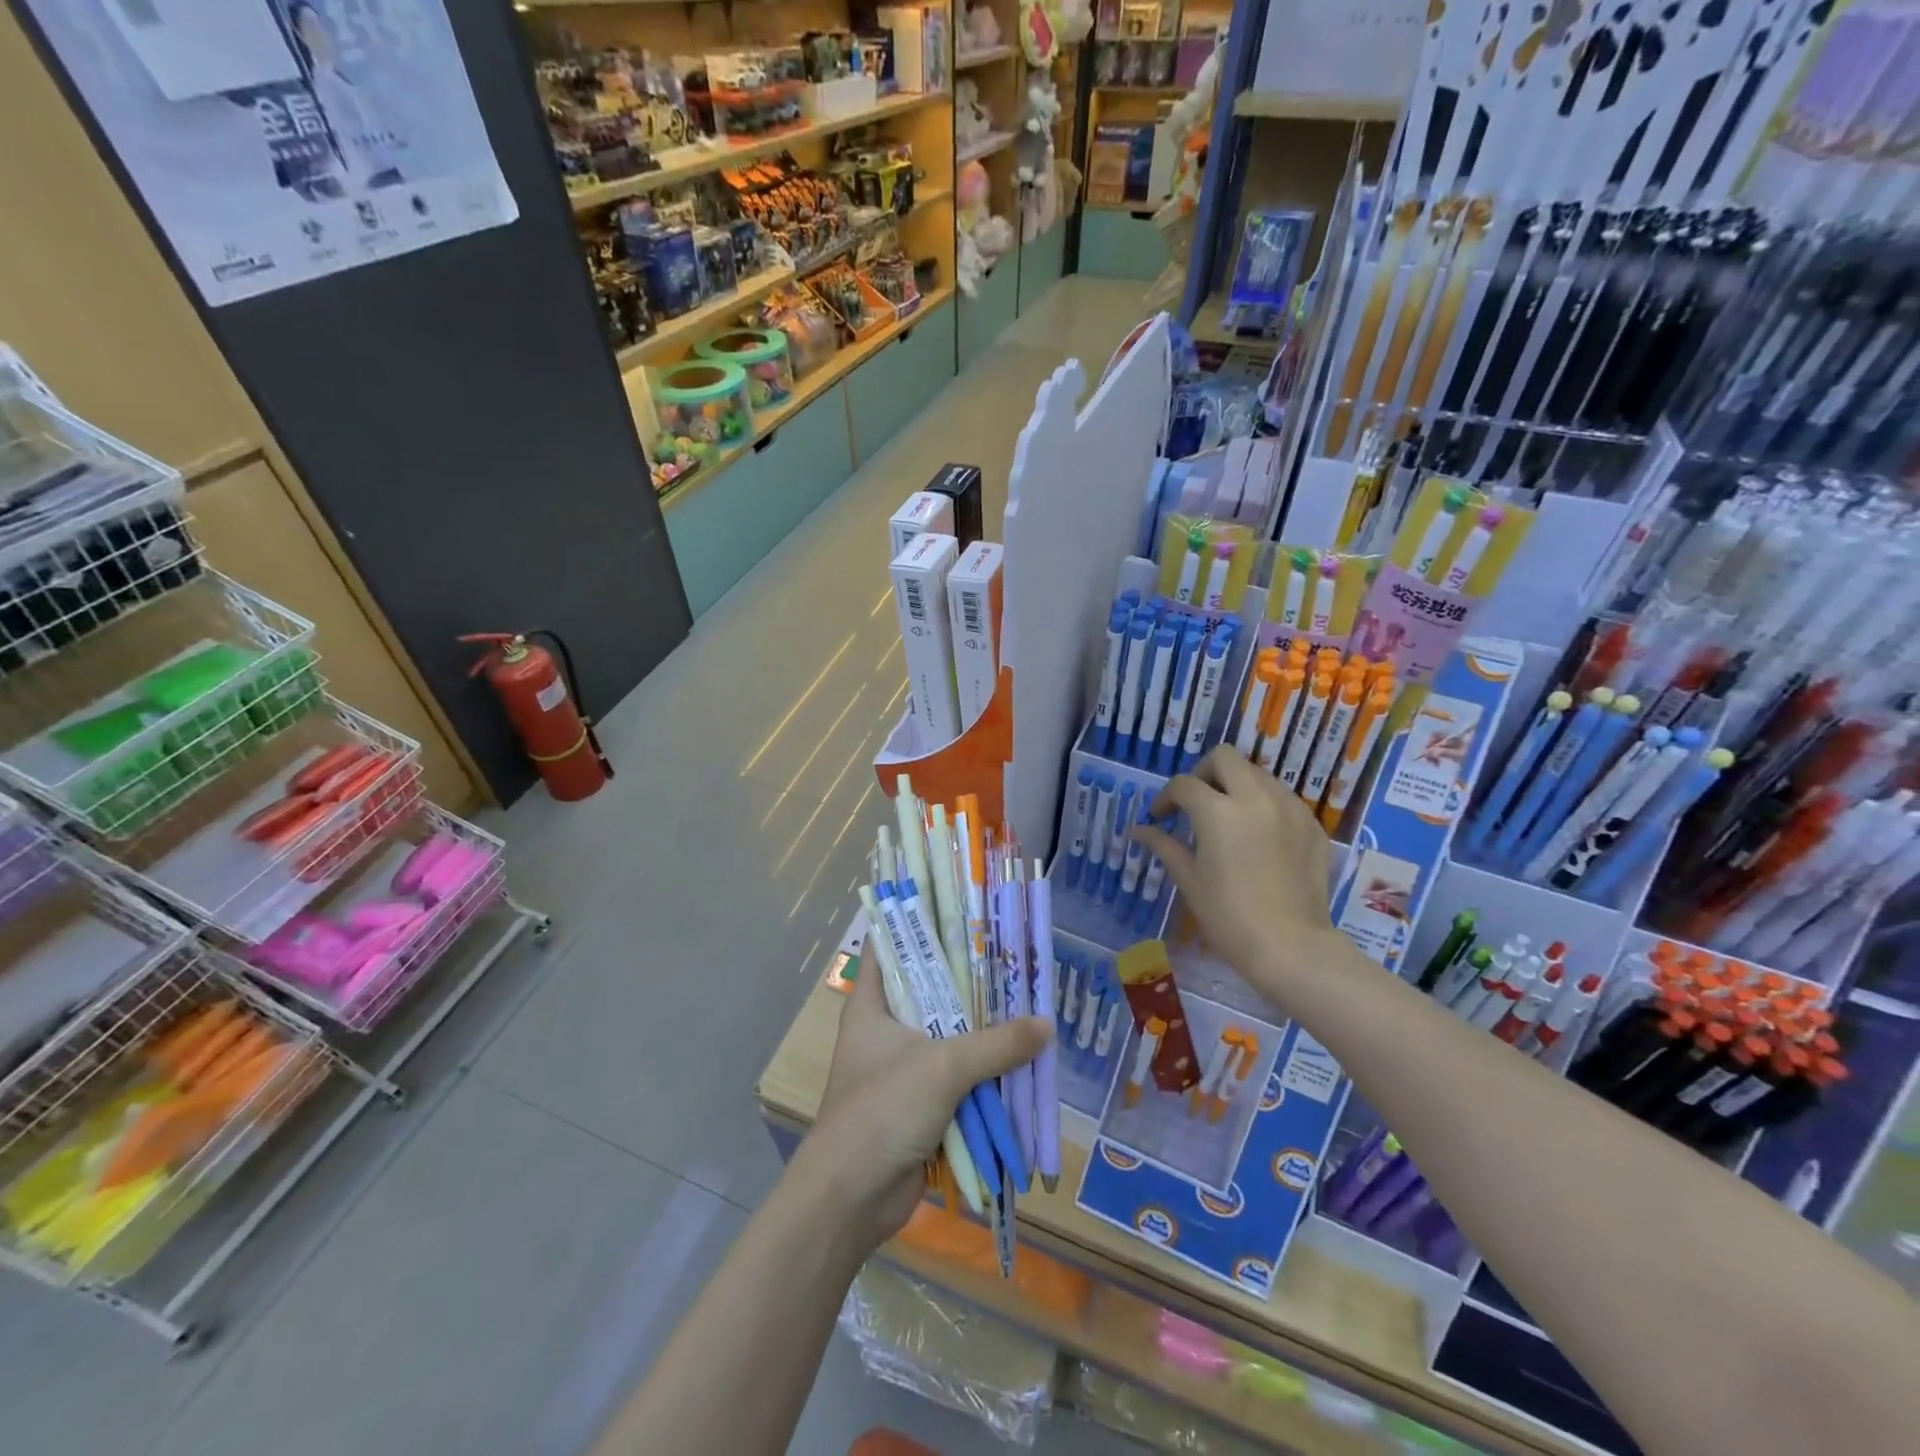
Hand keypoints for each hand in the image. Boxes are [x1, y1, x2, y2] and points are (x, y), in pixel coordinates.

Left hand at [807, 941, 1049, 1246]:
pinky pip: (957, 1077)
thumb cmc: (882, 1110)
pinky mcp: (919, 1104)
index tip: (963, 912)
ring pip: (949, 1037)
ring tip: (1025, 1000)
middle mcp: (885, 1030)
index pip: (893, 949)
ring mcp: (902, 1069)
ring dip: (982, 1031)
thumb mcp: (943, 1067)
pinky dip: (983, 1071)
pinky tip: (1018, 1057)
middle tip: (1012, 958)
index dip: (921, 927)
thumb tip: (1046, 1025)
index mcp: (872, 1006)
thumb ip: (996, 1044)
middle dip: (970, 982)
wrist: (851, 1199)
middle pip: (930, 992)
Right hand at [1133, 745, 1346, 1005]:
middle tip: (1196, 802)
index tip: (1160, 817)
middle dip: (1204, 773)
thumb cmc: (1228, 917)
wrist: (1291, 947)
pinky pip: (1283, 799)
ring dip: (1236, 786)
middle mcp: (1255, 797)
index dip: (1166, 797)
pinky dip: (1265, 805)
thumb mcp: (1189, 880)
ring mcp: (1289, 808)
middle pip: (1225, 757)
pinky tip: (1259, 837)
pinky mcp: (1312, 825)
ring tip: (1229, 818)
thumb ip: (1163, 845)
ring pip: (1258, 774)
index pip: (1183, 784)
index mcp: (1218, 811)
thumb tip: (1136, 830)